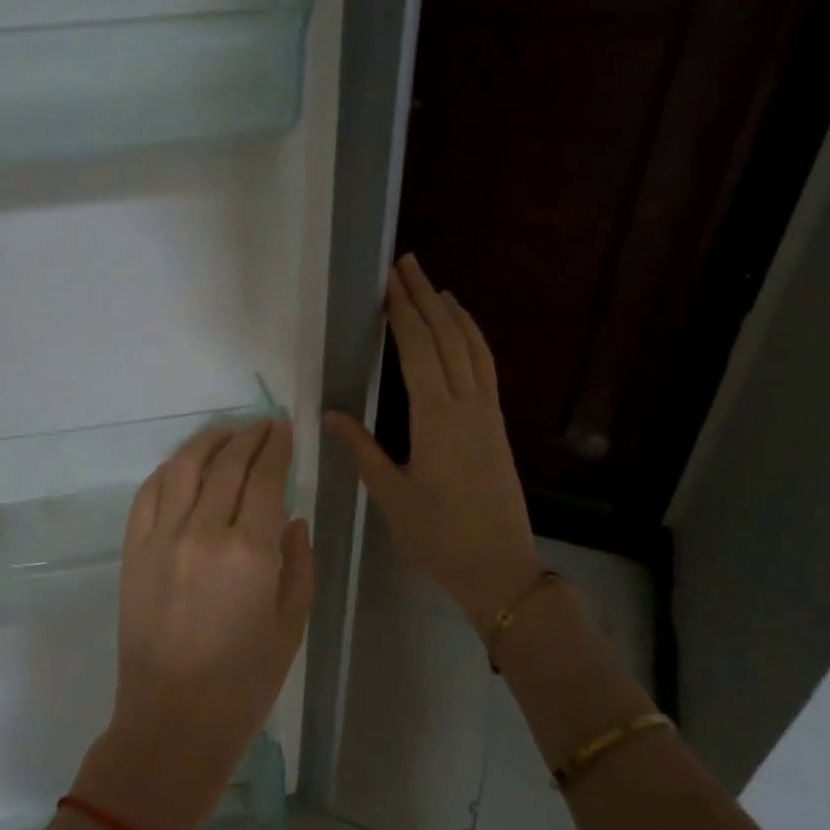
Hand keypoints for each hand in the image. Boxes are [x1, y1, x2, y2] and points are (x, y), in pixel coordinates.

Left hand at [72, 419, 313, 829]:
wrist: (173, 719)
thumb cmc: (245, 682)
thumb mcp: (291, 624)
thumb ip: (298, 564)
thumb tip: (291, 519)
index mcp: (250, 551)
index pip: (265, 478)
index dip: (276, 447)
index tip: (283, 428)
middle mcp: (202, 532)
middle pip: (226, 465)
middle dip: (247, 437)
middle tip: (261, 425)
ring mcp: (160, 539)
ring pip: (182, 469)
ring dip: (206, 443)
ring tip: (224, 433)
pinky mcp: (132, 552)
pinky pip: (147, 495)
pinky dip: (167, 472)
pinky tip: (182, 467)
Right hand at [328, 256, 538, 636]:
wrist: (498, 565)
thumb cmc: (437, 535)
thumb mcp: (391, 495)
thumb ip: (363, 449)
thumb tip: (331, 414)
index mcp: (436, 418)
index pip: (418, 351)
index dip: (403, 313)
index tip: (390, 281)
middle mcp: (466, 405)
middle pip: (447, 338)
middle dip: (425, 298)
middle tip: (408, 264)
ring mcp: (487, 413)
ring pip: (473, 348)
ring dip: (453, 313)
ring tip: (435, 286)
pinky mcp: (497, 425)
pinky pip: (487, 368)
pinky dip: (474, 340)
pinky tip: (464, 333)